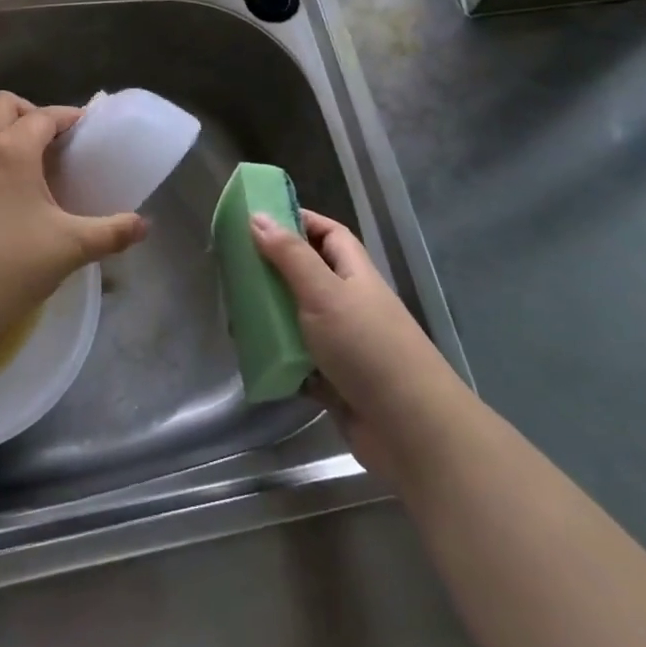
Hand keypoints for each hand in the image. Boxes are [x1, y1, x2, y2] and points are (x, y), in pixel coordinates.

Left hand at [0, 92, 146, 342]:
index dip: (70, 117)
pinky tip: (17, 192)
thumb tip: (144, 225)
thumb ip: (112, 232)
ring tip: (40, 167)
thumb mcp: (71, 247)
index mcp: (13, 149)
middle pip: (4, 104)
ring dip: (12, 133)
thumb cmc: (10, 264)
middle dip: (32, 113)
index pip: (45, 116)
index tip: (90, 132)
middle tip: (56, 143)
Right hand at [250, 210, 464, 482]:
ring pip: (299, 319)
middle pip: (308, 275)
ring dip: (272, 317)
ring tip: (233, 313)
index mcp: (354, 273)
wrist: (411, 430)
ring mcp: (343, 344)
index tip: (258, 219)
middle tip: (233, 269)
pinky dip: (278, 359)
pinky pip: (298, 361)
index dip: (298, 221)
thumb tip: (258, 216)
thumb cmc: (368, 347)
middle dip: (273, 271)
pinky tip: (251, 356)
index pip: (328, 233)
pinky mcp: (334, 382)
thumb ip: (290, 256)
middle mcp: (349, 303)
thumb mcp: (325, 293)